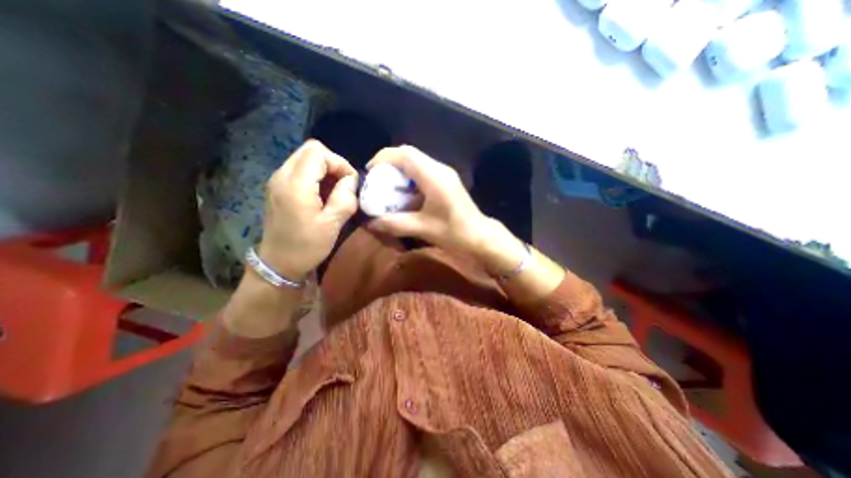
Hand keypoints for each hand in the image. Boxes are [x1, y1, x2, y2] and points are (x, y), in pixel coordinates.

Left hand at [254, 138, 356, 278]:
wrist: (278, 263)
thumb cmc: (307, 246)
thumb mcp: (332, 225)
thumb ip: (345, 198)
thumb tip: (351, 180)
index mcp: (295, 185)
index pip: (319, 154)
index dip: (340, 164)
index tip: (351, 183)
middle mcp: (282, 176)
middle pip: (310, 149)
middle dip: (333, 163)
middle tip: (344, 184)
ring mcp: (277, 180)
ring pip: (304, 157)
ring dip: (324, 169)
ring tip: (335, 190)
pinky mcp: (278, 188)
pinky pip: (299, 169)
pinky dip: (315, 175)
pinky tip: (322, 194)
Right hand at [366, 146, 491, 258]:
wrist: (480, 237)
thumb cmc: (454, 232)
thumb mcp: (422, 228)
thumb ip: (395, 224)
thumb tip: (370, 223)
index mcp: (434, 176)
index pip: (406, 154)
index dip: (384, 158)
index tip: (370, 172)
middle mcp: (440, 169)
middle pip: (409, 155)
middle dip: (389, 165)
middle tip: (377, 182)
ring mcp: (444, 174)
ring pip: (416, 163)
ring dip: (400, 173)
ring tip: (388, 190)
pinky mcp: (446, 182)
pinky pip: (423, 173)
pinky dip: (409, 180)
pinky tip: (404, 197)